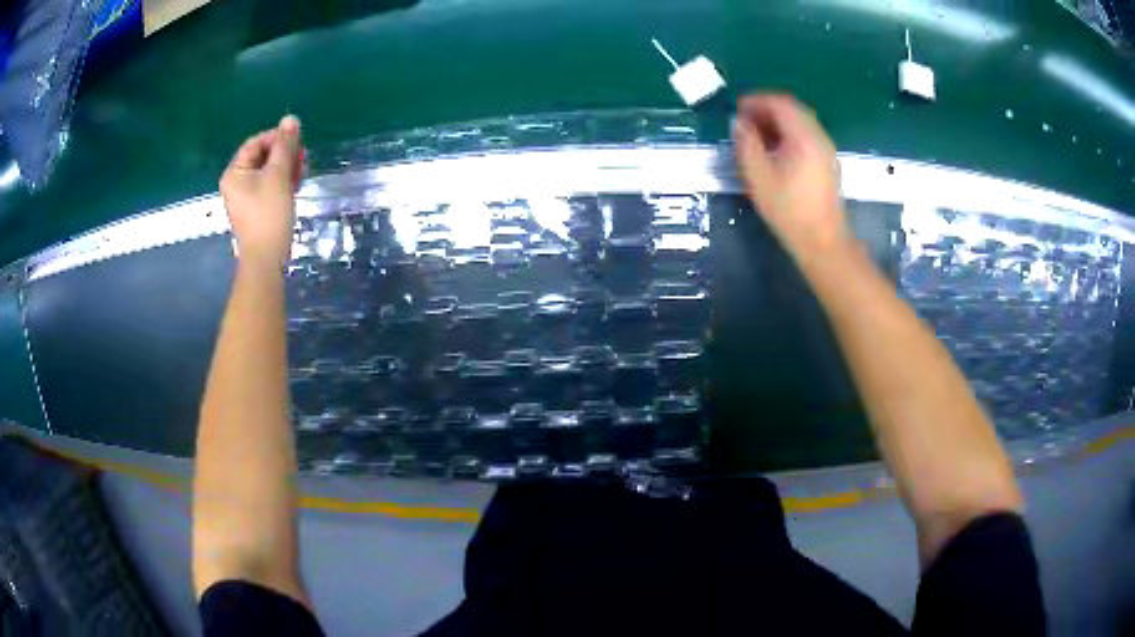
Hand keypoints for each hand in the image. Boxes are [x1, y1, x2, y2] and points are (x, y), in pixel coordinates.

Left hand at [220, 115, 304, 268]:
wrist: (266, 259)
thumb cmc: (268, 215)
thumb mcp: (278, 175)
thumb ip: (285, 146)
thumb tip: (291, 119)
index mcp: (234, 173)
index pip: (256, 143)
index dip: (277, 137)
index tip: (299, 141)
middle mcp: (235, 183)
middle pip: (261, 156)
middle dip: (283, 153)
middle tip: (303, 158)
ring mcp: (244, 198)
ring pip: (267, 172)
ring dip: (285, 167)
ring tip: (302, 172)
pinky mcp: (255, 210)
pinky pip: (268, 186)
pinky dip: (282, 182)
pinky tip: (296, 185)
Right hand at [733, 94, 850, 265]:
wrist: (822, 241)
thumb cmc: (788, 210)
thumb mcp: (758, 177)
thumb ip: (747, 144)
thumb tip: (739, 123)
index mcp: (803, 137)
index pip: (780, 103)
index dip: (756, 100)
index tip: (737, 108)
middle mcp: (818, 137)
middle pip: (792, 109)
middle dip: (766, 108)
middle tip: (745, 119)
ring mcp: (826, 149)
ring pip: (801, 121)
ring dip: (777, 121)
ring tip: (756, 133)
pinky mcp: (827, 162)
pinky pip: (807, 134)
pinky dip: (788, 132)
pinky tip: (775, 148)